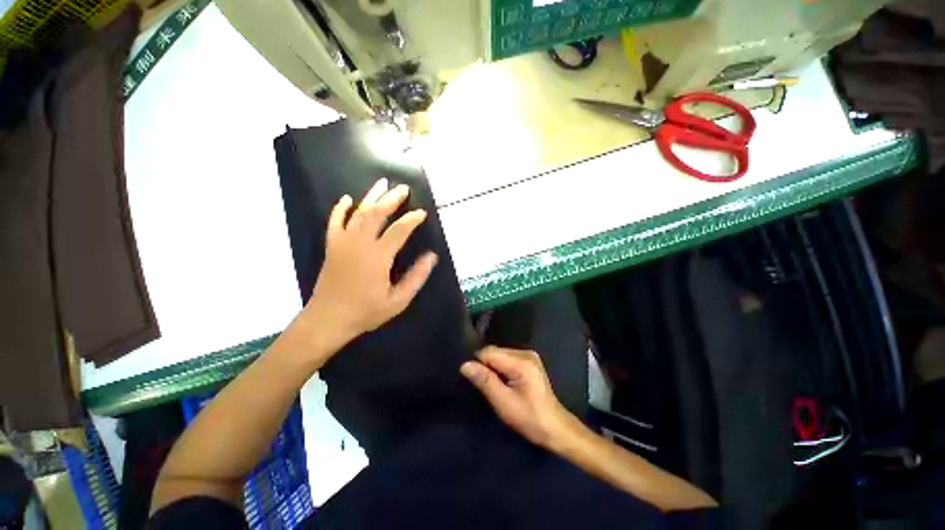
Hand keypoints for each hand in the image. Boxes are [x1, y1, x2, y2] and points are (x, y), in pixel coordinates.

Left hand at [301, 178, 437, 351]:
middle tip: (403, 188)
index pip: (399, 230)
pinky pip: (334, 221)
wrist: (328, 319)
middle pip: (377, 214)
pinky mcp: (332, 246)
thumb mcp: (398, 300)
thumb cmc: (366, 311)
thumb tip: (431, 256)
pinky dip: (340, 209)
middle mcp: (360, 243)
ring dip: (371, 196)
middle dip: (392, 199)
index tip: (422, 213)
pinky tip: (347, 199)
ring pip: (358, 213)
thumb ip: (416, 277)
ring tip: (382, 183)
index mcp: (378, 256)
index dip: (412, 219)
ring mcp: (343, 243)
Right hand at [461, 347, 577, 448]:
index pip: (489, 352)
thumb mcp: (503, 402)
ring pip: (499, 354)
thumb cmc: (529, 418)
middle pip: (494, 351)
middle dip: (486, 366)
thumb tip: (465, 365)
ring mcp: (529, 355)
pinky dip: (500, 368)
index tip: (474, 381)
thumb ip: (484, 381)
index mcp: (521, 361)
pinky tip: (503, 382)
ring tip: (494, 386)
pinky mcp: (530, 361)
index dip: (478, 364)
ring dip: (493, 368)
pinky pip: (507, 358)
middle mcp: (525, 352)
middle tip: (485, 387)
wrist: (555, 428)